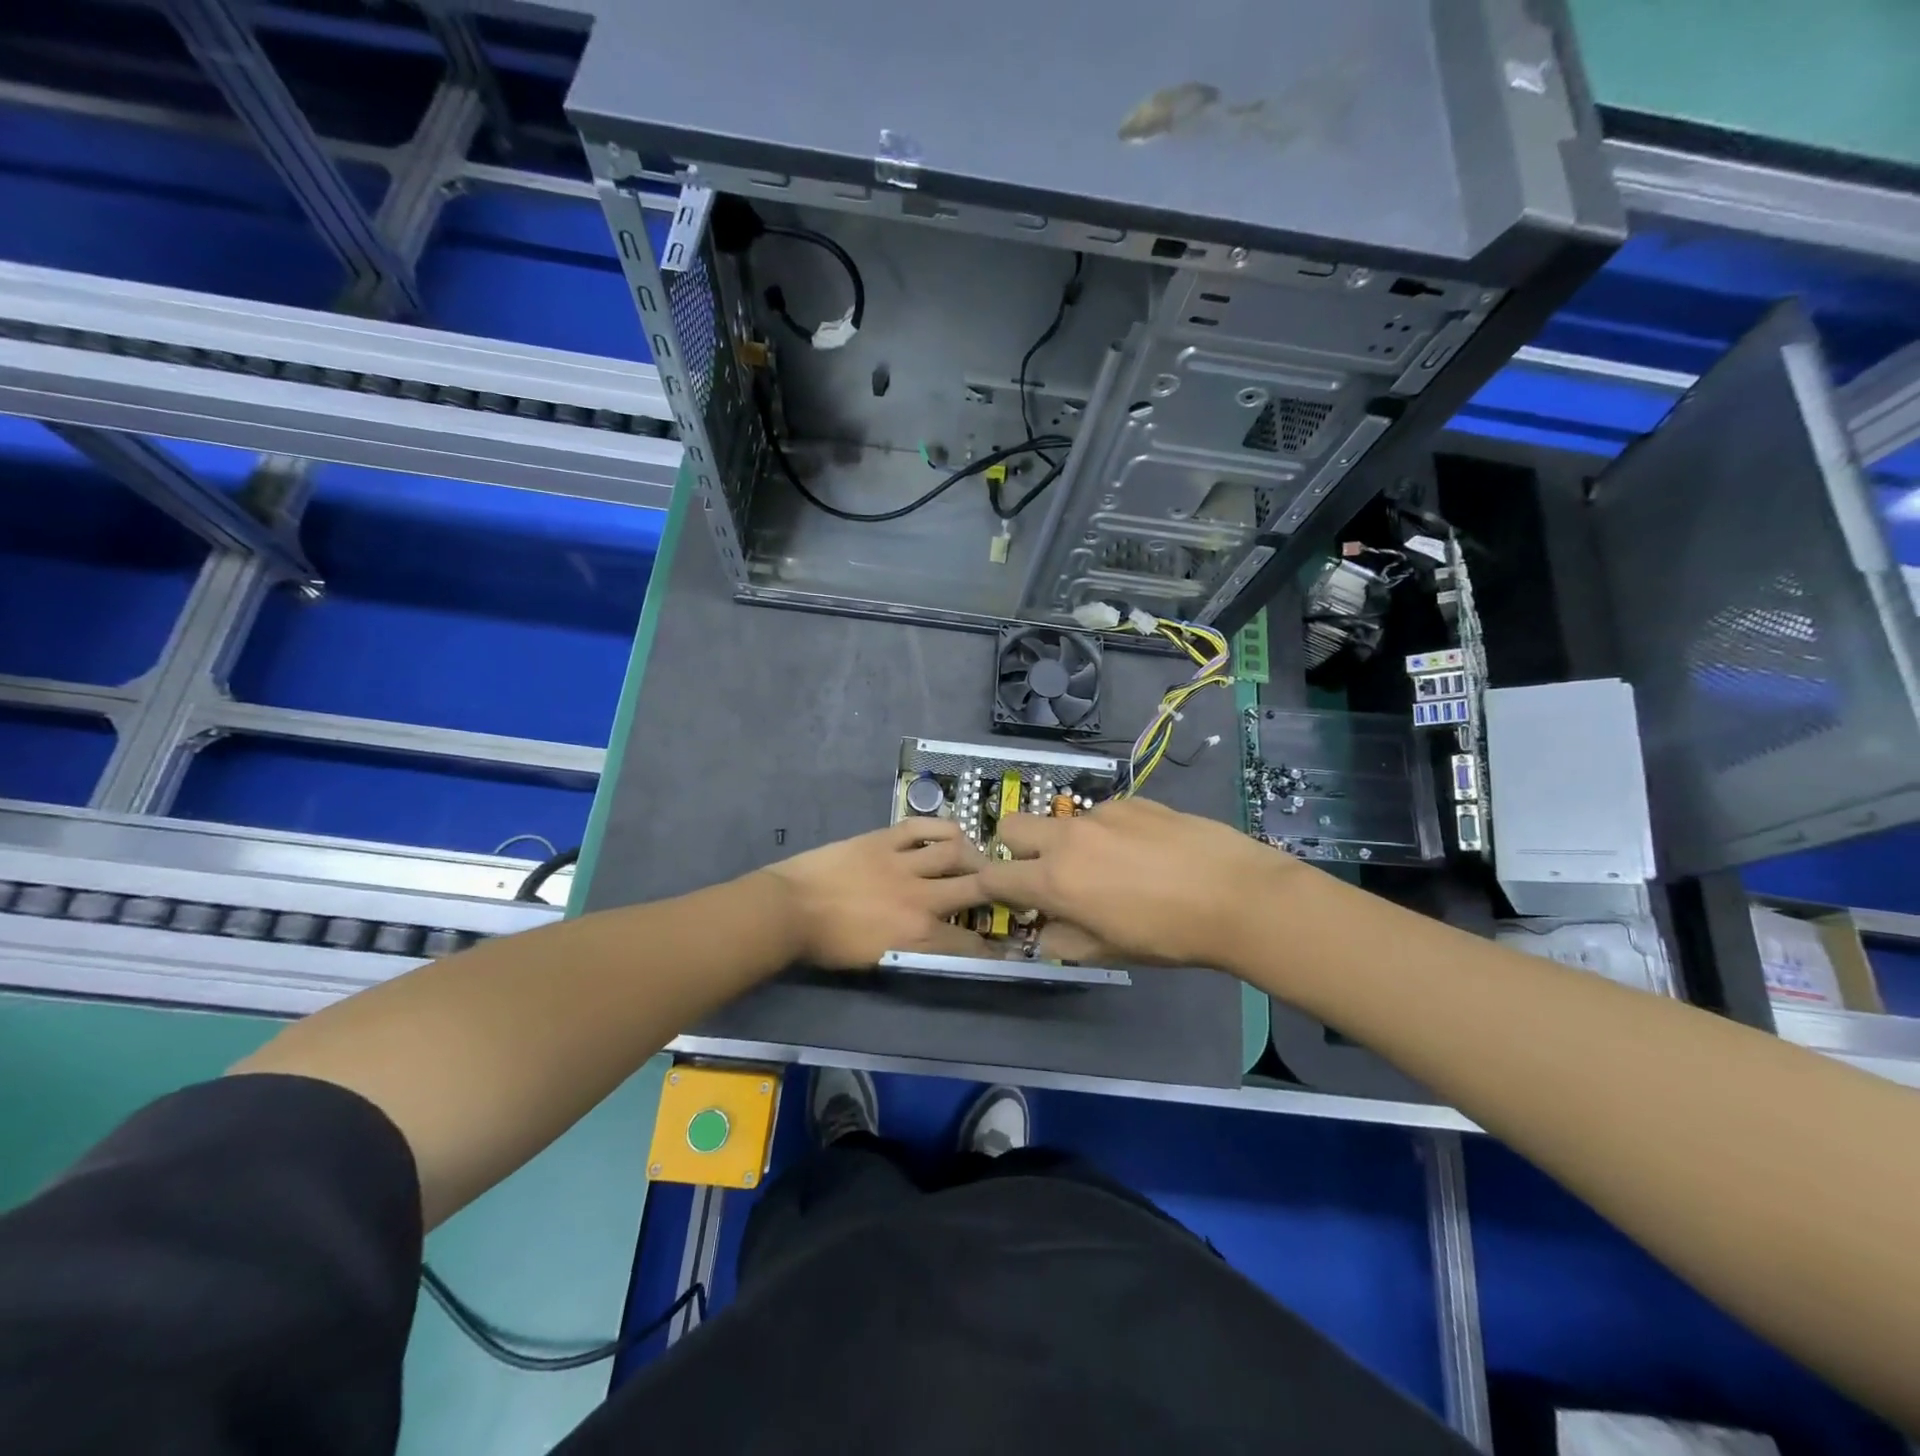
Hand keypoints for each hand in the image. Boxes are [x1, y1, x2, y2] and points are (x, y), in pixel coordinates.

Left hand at [761, 819, 988, 969]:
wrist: (788, 911)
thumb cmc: (827, 944)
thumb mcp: (877, 960)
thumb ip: (915, 952)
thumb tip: (939, 944)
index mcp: (917, 936)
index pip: (968, 944)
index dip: (992, 948)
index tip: (1005, 947)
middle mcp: (920, 898)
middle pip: (975, 888)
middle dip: (997, 890)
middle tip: (1004, 889)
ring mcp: (903, 863)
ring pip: (955, 851)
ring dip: (974, 855)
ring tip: (978, 858)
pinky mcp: (884, 839)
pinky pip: (922, 826)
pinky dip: (941, 827)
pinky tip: (952, 832)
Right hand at [977, 797, 1296, 968]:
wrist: (1236, 895)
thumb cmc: (1168, 935)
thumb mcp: (1108, 953)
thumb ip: (1063, 940)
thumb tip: (1045, 929)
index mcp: (1056, 880)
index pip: (994, 876)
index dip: (985, 886)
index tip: (995, 895)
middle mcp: (1069, 837)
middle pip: (1012, 825)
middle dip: (1015, 848)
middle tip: (1046, 872)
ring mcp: (1102, 813)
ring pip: (1063, 822)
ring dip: (1070, 843)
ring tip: (1115, 867)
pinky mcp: (1133, 800)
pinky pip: (1103, 815)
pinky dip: (1108, 833)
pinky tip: (1146, 852)